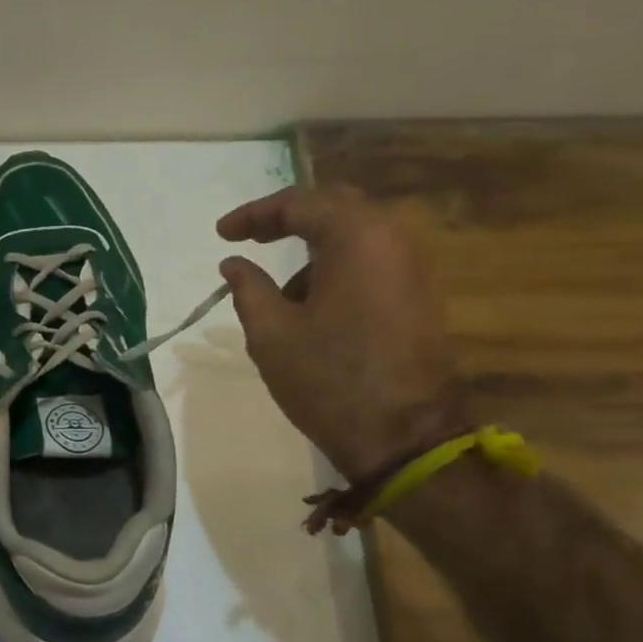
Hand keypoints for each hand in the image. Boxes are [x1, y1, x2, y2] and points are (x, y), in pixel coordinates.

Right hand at [216, 184, 468, 479]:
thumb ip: (248, 287)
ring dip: (314, 251)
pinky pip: (374, 262)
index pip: (299, 204)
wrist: (403, 437)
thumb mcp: (271, 333)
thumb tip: (234, 263)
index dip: (253, 214)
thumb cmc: (329, 379)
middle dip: (288, 220)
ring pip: (356, 237)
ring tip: (281, 295)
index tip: (221, 234)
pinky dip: (339, 269)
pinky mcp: (421, 295)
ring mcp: (415, 266)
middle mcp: (394, 238)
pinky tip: (315, 307)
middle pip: (334, 208)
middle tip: (250, 239)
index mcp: (357, 237)